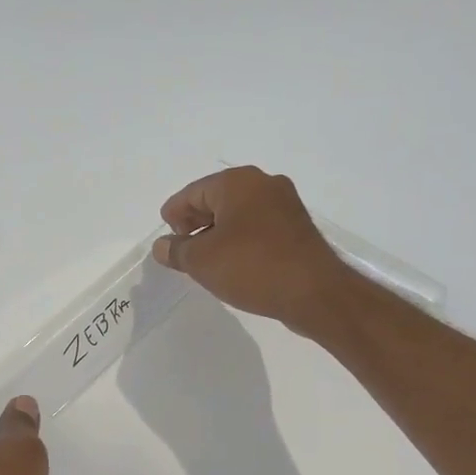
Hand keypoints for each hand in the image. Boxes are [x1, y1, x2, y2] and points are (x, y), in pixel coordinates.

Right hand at [152, 167, 351, 335]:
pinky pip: (259, 228)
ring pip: (240, 214)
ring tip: (205, 259)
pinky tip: (234, 263)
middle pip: (218, 199)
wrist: (314, 292)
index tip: (167, 235)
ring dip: (220, 232)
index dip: (174, 213)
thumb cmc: (251, 267)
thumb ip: (177, 251)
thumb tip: (162, 246)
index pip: (193, 192)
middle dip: (197, 221)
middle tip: (183, 247)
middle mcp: (263, 184)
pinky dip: (241, 240)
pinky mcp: (298, 229)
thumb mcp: (202, 261)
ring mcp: (285, 205)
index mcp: (237, 182)